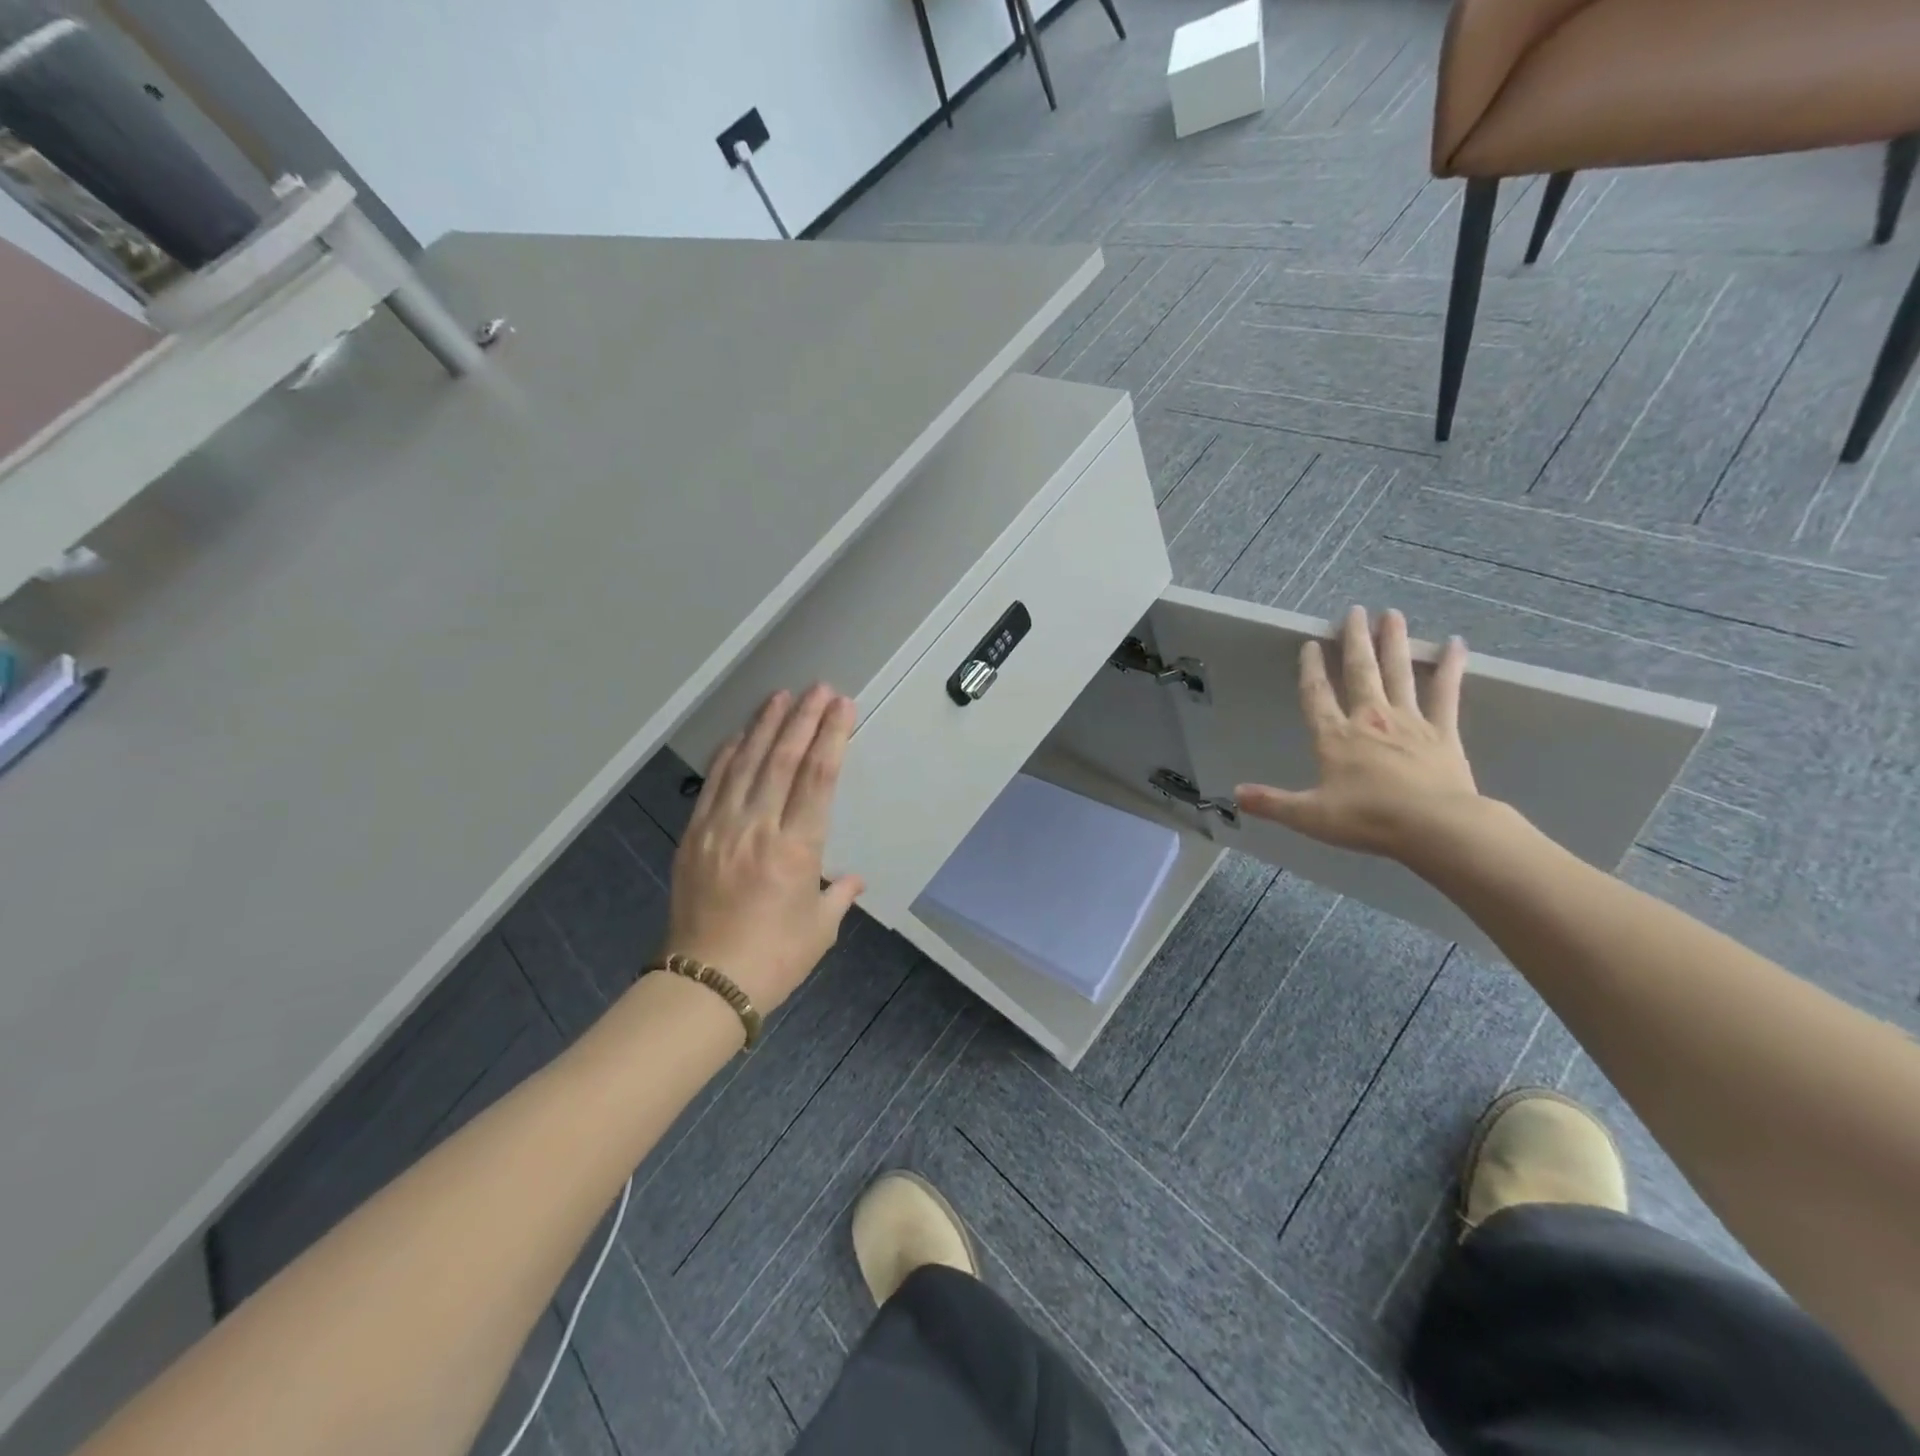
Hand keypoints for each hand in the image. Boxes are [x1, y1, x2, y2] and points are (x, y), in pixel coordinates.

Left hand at [664, 685, 864, 1014]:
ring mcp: (721, 828)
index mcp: (796, 849)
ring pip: (747, 763)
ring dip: (766, 726)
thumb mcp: (819, 929)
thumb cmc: (773, 960)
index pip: (818, 777)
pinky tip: (741, 735)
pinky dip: (729, 754)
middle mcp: (758, 828)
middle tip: (818, 688)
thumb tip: (854, 879)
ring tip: (782, 696)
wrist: (704, 985)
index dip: (832, 736)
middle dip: (803, 718)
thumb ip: (838, 895)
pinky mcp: (694, 836)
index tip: (841, 707)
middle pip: (783, 759)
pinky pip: (713, 784)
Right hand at [1236, 606, 1480, 862]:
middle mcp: (1369, 720)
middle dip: (1354, 641)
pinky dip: (1451, 668)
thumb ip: (1272, 803)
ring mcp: (1409, 722)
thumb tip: (1235, 794)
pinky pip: (1447, 694)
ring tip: (1391, 614)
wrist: (1435, 827)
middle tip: (1354, 612)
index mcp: (1335, 738)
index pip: (1316, 695)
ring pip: (1398, 673)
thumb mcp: (1310, 816)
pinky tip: (1456, 644)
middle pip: (1359, 672)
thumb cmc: (1368, 819)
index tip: (1310, 644)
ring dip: (1393, 642)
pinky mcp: (1443, 732)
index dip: (1310, 669)